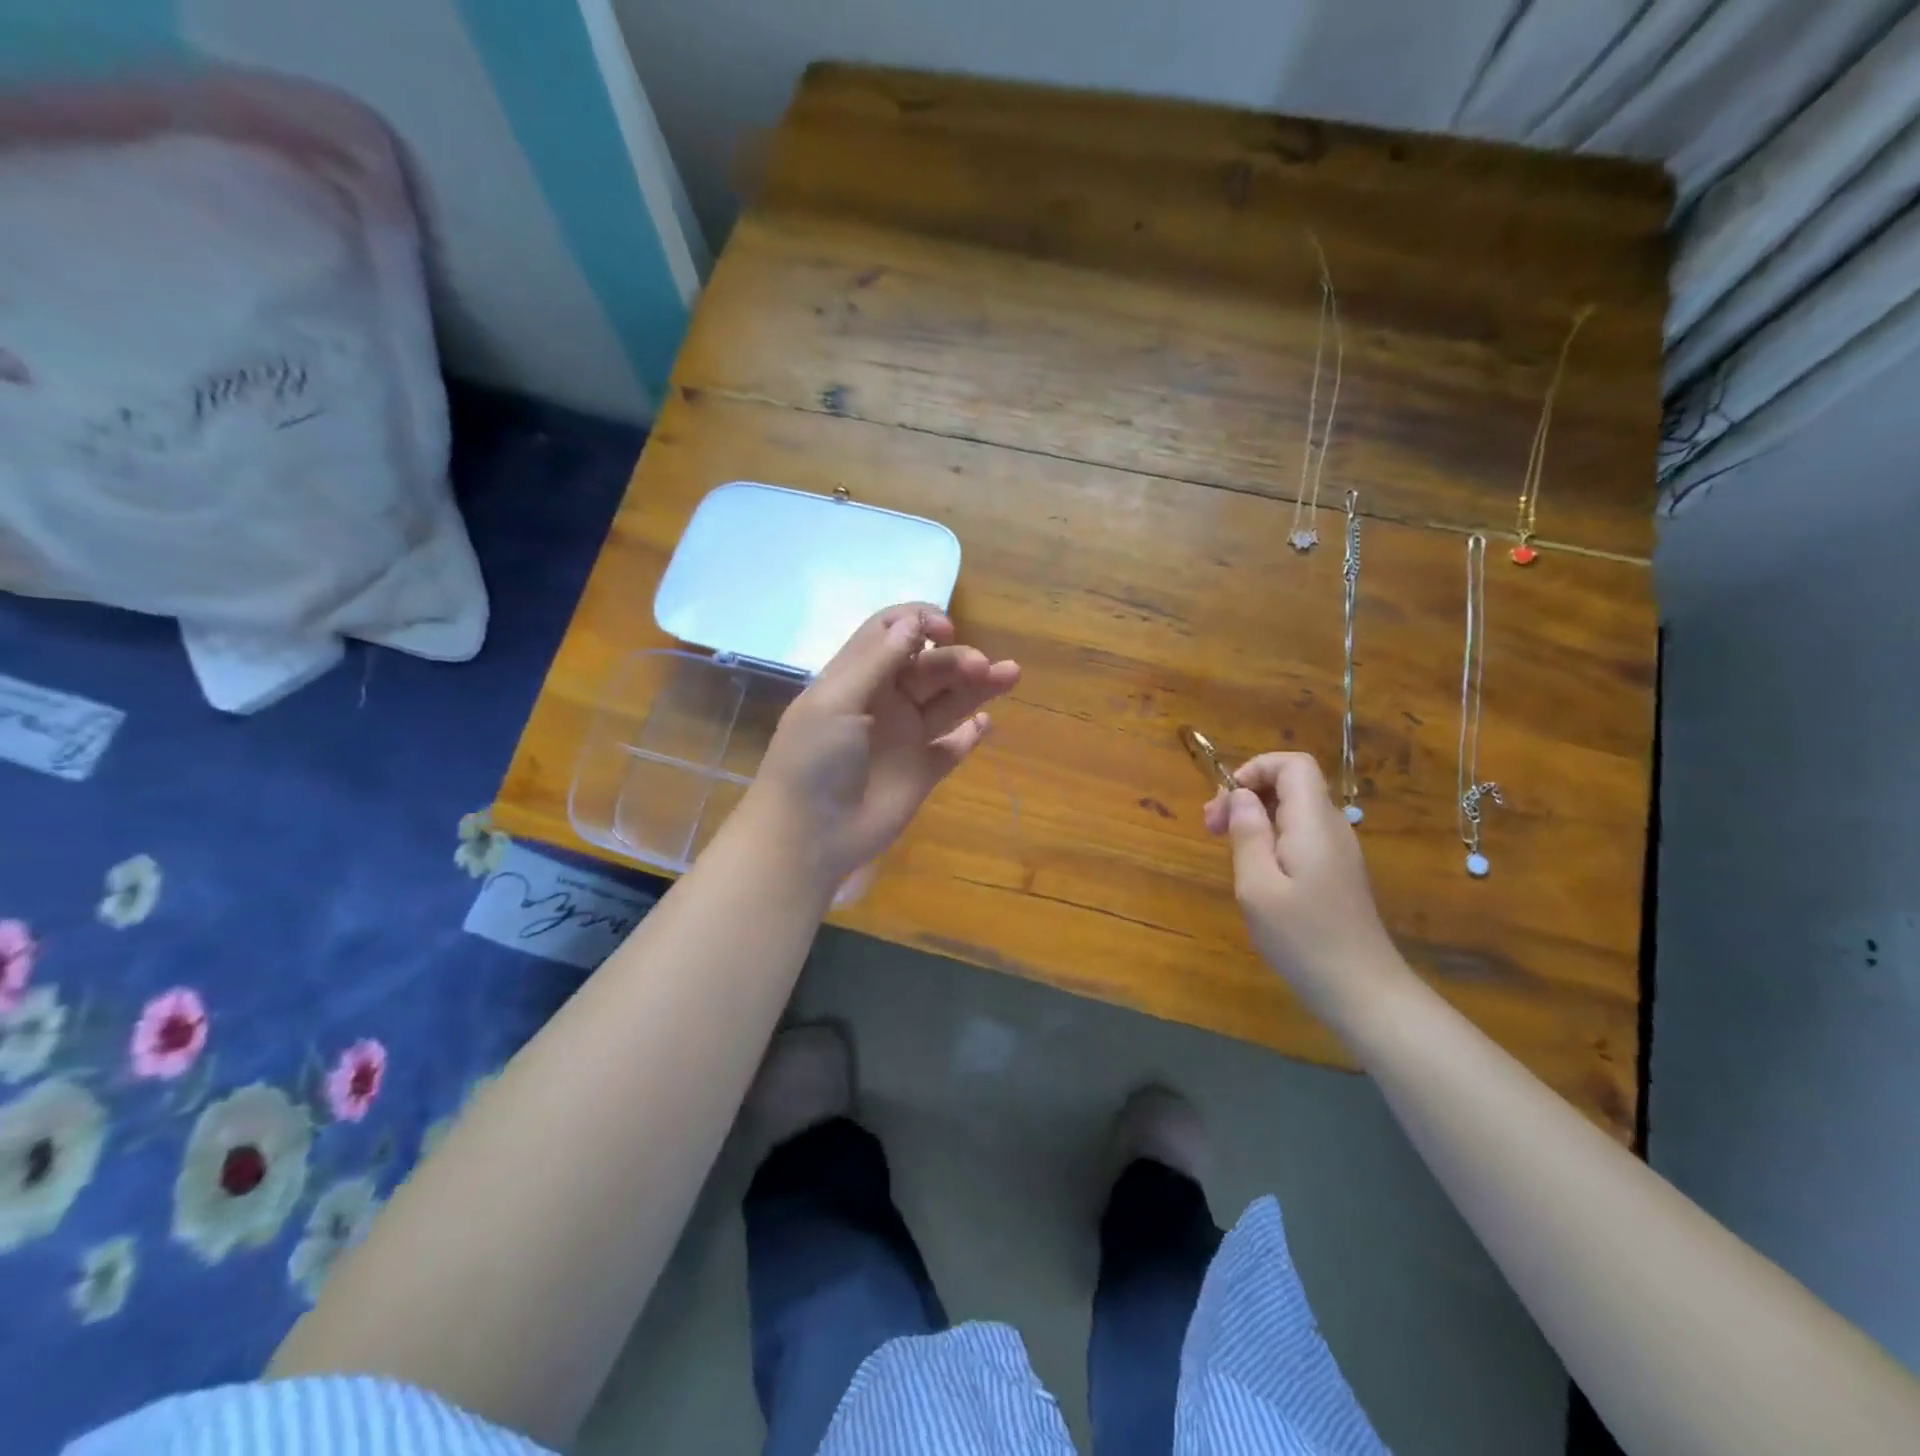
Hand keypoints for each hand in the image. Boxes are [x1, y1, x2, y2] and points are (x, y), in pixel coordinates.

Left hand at [743, 603, 1019, 893]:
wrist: (810, 835)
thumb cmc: (813, 760)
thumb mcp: (836, 702)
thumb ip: (877, 662)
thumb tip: (913, 623)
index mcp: (857, 677)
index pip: (891, 632)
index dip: (919, 621)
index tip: (944, 629)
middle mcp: (885, 700)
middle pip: (928, 665)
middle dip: (956, 658)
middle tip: (980, 667)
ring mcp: (906, 736)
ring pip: (949, 700)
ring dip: (977, 685)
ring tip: (1010, 674)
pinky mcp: (923, 771)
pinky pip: (954, 746)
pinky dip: (971, 733)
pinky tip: (985, 723)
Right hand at [1203, 752, 1397, 1004]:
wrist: (1363, 992)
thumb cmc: (1303, 939)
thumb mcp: (1258, 886)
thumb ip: (1248, 834)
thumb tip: (1239, 795)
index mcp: (1313, 824)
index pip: (1292, 764)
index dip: (1254, 769)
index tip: (1224, 801)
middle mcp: (1332, 828)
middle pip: (1292, 784)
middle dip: (1247, 794)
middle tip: (1211, 828)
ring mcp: (1339, 852)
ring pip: (1295, 811)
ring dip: (1256, 817)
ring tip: (1226, 848)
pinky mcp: (1337, 874)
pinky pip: (1301, 836)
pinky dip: (1271, 839)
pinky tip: (1255, 872)